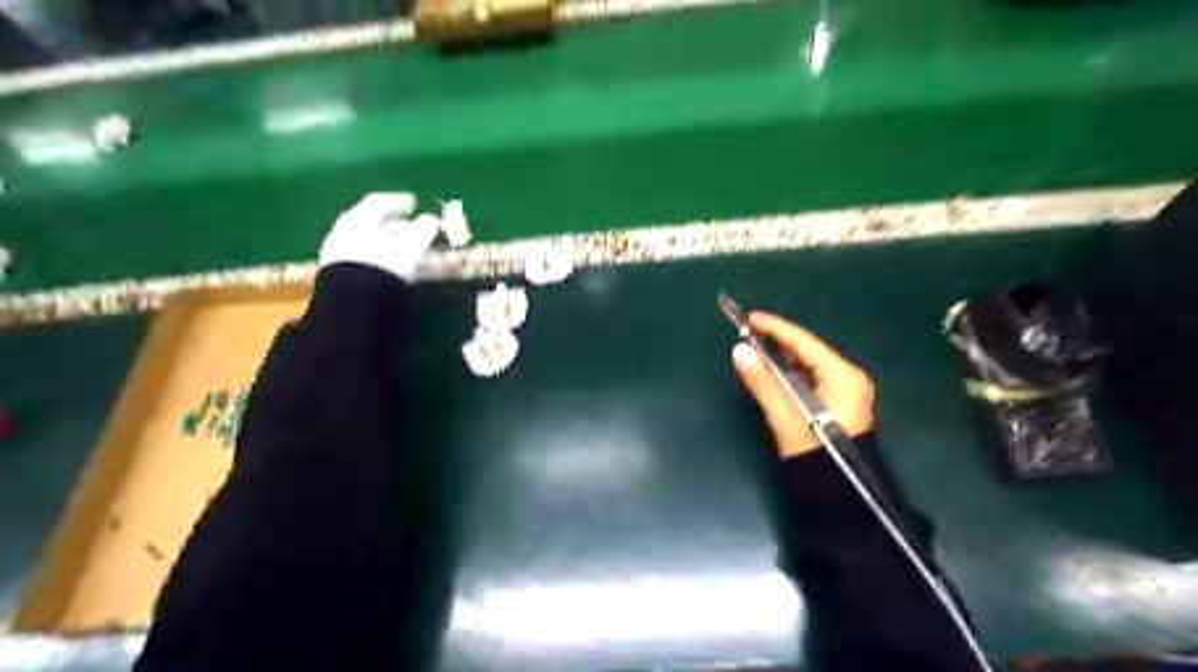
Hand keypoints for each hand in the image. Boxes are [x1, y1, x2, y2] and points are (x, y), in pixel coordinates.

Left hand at [320, 191, 440, 279]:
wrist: (354, 303)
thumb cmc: (382, 265)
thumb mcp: (408, 246)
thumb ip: (422, 231)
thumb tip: (432, 220)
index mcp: (356, 220)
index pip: (378, 203)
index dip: (399, 202)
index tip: (414, 204)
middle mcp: (346, 235)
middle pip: (377, 226)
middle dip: (403, 230)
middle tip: (422, 233)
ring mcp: (345, 258)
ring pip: (379, 248)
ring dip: (403, 250)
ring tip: (424, 258)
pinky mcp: (349, 279)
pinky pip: (376, 265)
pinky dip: (394, 265)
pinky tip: (409, 274)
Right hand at [736, 311, 877, 458]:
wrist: (839, 496)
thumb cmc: (817, 454)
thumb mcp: (787, 417)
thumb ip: (764, 383)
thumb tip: (739, 350)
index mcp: (843, 376)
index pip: (805, 343)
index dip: (777, 328)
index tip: (751, 317)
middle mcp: (847, 379)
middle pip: (806, 352)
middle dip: (777, 342)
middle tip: (747, 333)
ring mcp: (843, 393)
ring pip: (805, 366)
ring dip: (780, 358)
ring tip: (753, 349)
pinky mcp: (834, 406)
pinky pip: (807, 380)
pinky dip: (787, 374)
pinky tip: (770, 372)